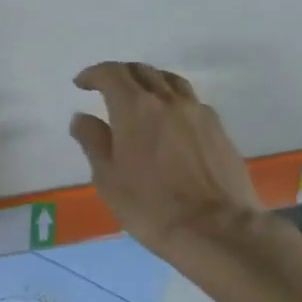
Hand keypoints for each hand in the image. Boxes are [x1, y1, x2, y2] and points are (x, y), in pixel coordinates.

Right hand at [69, 62, 260, 259]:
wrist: (216, 229)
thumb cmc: (150, 206)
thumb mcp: (108, 178)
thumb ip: (93, 141)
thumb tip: (82, 118)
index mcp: (135, 107)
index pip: (111, 73)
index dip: (94, 74)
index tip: (82, 84)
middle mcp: (168, 100)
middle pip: (143, 71)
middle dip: (121, 74)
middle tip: (107, 88)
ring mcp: (198, 112)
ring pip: (171, 82)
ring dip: (150, 82)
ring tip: (141, 98)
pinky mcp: (220, 130)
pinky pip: (192, 102)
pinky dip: (174, 102)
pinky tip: (171, 122)